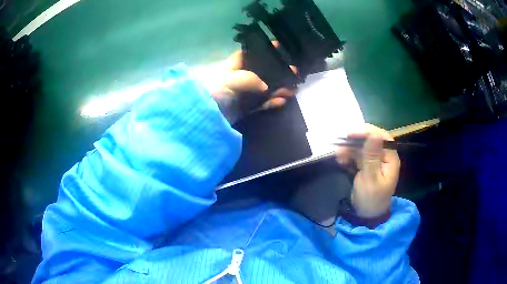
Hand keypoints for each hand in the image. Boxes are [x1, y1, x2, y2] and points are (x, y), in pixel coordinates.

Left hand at [199, 42, 296, 123]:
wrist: (200, 116)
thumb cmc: (212, 90)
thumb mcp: (229, 78)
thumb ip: (249, 78)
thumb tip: (265, 86)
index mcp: (233, 66)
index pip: (249, 54)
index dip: (263, 50)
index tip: (279, 47)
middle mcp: (239, 78)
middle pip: (262, 73)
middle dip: (277, 72)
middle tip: (294, 72)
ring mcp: (242, 94)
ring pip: (264, 89)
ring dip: (279, 89)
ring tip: (294, 88)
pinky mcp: (244, 109)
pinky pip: (261, 104)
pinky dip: (272, 103)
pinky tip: (283, 100)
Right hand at [336, 124, 400, 217]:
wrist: (366, 215)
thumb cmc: (371, 198)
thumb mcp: (370, 178)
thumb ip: (371, 156)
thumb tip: (373, 134)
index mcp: (390, 158)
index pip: (381, 137)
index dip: (367, 132)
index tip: (351, 133)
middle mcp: (384, 156)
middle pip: (371, 140)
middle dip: (355, 141)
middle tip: (340, 143)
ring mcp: (375, 160)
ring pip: (362, 147)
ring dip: (349, 149)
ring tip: (338, 155)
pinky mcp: (366, 165)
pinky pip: (357, 155)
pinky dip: (348, 156)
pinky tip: (341, 160)